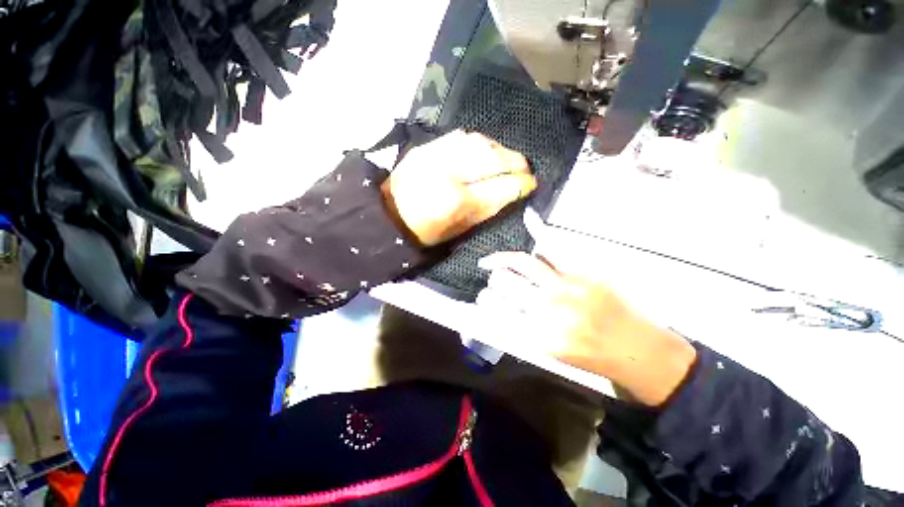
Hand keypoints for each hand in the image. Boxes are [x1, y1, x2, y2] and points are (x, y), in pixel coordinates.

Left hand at [381, 130, 536, 246]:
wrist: (388, 213)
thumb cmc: (425, 231)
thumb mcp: (459, 230)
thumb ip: (487, 209)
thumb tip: (513, 192)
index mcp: (457, 201)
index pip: (500, 187)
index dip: (520, 184)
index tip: (531, 184)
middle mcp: (449, 171)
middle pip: (494, 158)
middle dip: (516, 163)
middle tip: (524, 169)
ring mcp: (437, 154)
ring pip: (481, 142)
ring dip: (501, 150)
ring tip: (508, 159)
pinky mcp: (429, 146)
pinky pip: (464, 137)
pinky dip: (481, 143)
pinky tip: (486, 151)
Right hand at [477, 252, 696, 405]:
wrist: (639, 353)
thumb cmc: (592, 359)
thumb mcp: (551, 354)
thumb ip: (522, 330)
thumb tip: (499, 308)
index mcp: (537, 333)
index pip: (496, 308)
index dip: (485, 301)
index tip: (484, 299)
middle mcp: (548, 307)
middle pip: (504, 282)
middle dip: (494, 282)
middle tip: (496, 282)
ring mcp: (567, 286)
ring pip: (522, 263)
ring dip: (502, 261)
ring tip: (494, 262)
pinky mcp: (585, 273)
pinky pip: (555, 248)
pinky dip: (539, 232)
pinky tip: (529, 218)